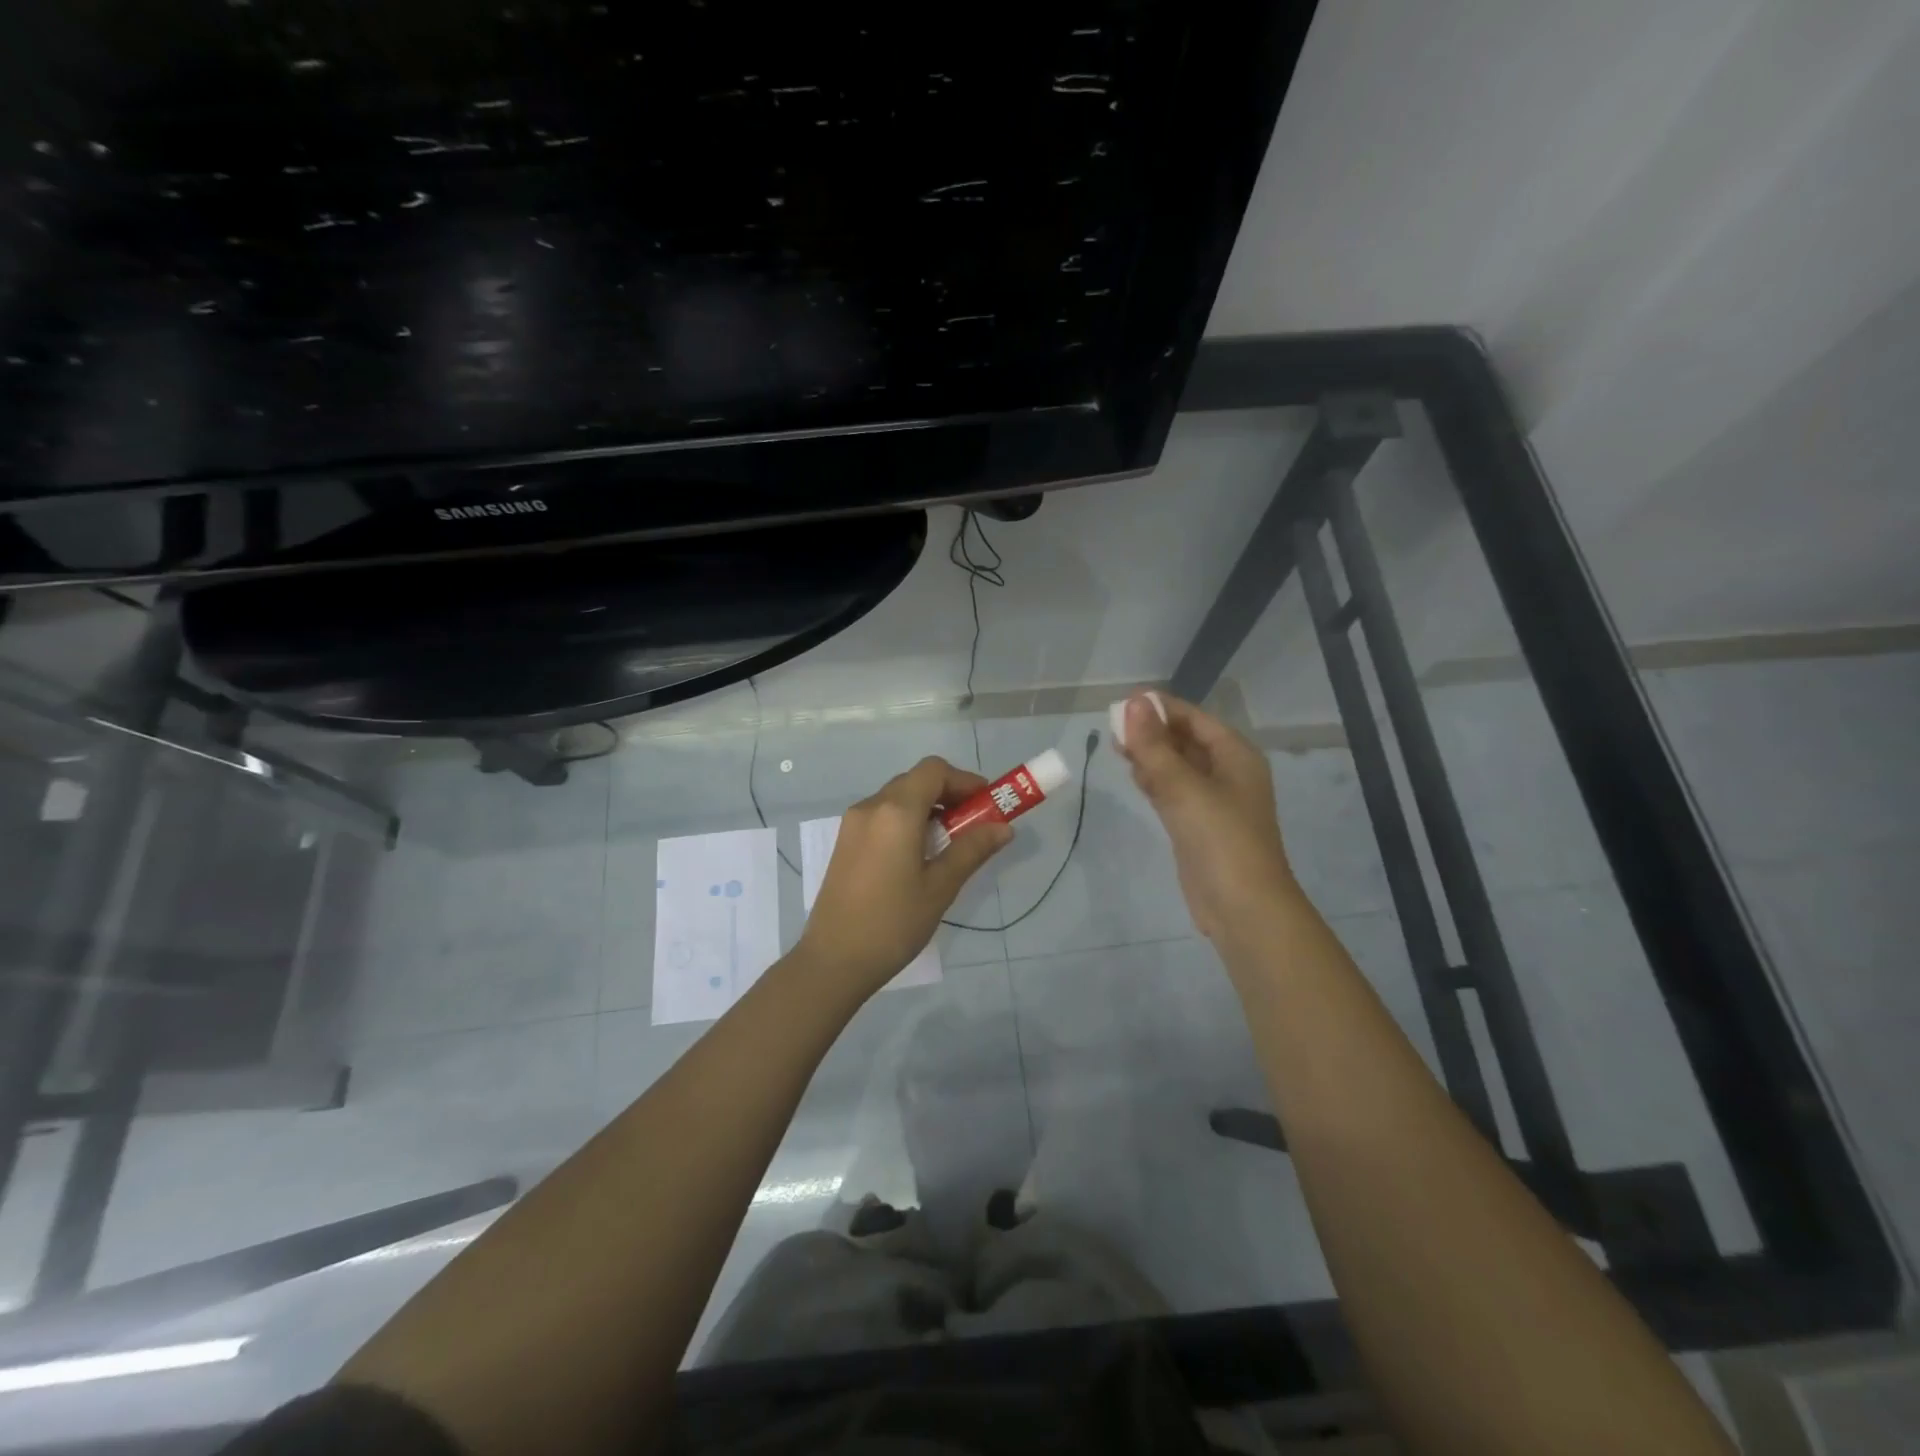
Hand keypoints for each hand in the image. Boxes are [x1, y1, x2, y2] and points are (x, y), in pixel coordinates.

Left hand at [793, 756, 1012, 999]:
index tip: (987, 804)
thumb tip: (1003, 827)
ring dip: (928, 808)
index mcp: (896, 811)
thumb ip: (972, 849)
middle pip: (916, 781)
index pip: (934, 770)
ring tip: (950, 843)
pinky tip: (919, 855)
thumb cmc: (893, 922)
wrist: (834, 960)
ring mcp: (853, 824)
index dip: (965, 780)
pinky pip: (882, 816)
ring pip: (898, 798)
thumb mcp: (940, 887)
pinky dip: (907, 821)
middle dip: (949, 794)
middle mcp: (871, 807)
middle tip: (974, 824)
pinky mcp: (845, 842)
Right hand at [1116, 694, 1300, 942]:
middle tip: (1112, 729)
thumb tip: (1134, 702)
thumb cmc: (1220, 839)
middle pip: (1185, 740)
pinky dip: (1154, 780)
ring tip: (1115, 747)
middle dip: (1151, 731)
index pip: (1193, 718)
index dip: (1160, 708)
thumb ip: (1155, 745)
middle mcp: (1227, 772)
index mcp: (1236, 755)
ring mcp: (1213, 800)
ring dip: (1150, 755)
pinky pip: (1173, 791)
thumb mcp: (1184, 787)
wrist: (1242, 907)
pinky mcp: (1198, 825)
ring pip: (1176, 766)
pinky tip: (1134, 776)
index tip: (1122, 704)